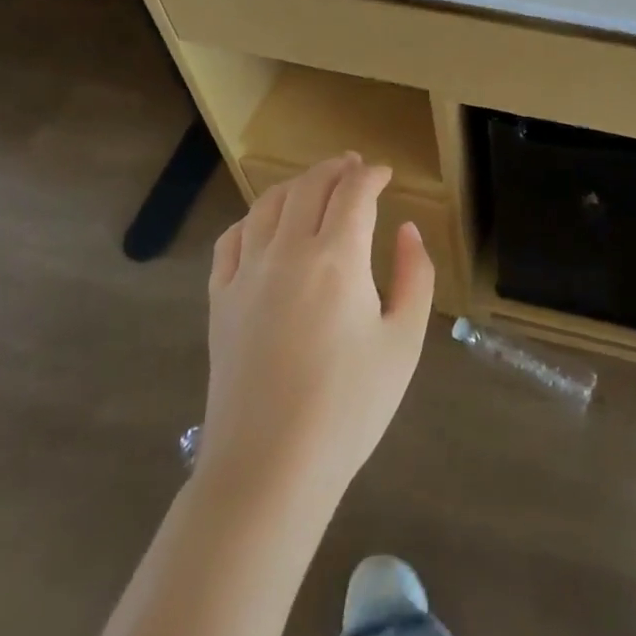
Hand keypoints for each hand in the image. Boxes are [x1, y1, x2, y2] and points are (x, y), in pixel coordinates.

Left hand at [198, 154, 435, 502]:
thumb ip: (415, 275)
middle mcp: (287, 252)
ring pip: (267, 205)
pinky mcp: (219, 301)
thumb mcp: (404, 342)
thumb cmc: (348, 408)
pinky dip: (251, 219)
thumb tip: (406, 229)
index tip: (385, 174)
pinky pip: (231, 240)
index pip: (353, 192)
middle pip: (308, 187)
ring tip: (314, 184)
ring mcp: (246, 275)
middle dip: (335, 169)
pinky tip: (263, 225)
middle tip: (354, 167)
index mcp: (337, 259)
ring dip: (295, 185)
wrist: (269, 469)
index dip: (371, 175)